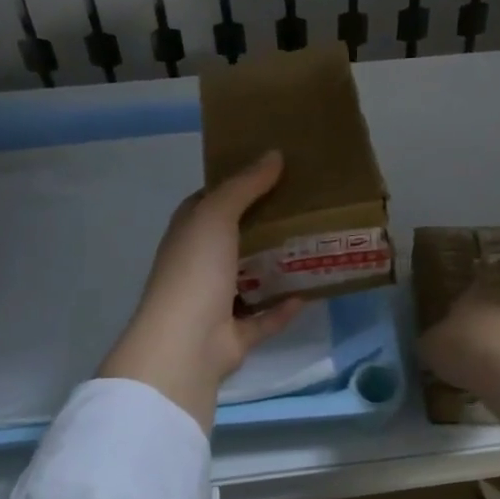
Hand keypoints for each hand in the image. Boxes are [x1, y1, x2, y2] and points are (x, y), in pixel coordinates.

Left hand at [99, 151, 305, 433]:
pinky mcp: (234, 336)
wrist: (185, 344)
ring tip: (313, 246)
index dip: (238, 185)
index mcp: (189, 234)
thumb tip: (274, 153)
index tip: (274, 171)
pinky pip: (263, 319)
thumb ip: (244, 185)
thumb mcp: (216, 215)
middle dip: (265, 225)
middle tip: (306, 206)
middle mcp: (199, 265)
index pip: (211, 202)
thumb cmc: (196, 270)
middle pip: (235, 239)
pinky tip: (309, 293)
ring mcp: (215, 303)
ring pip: (250, 280)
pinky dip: (282, 309)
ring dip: (276, 268)